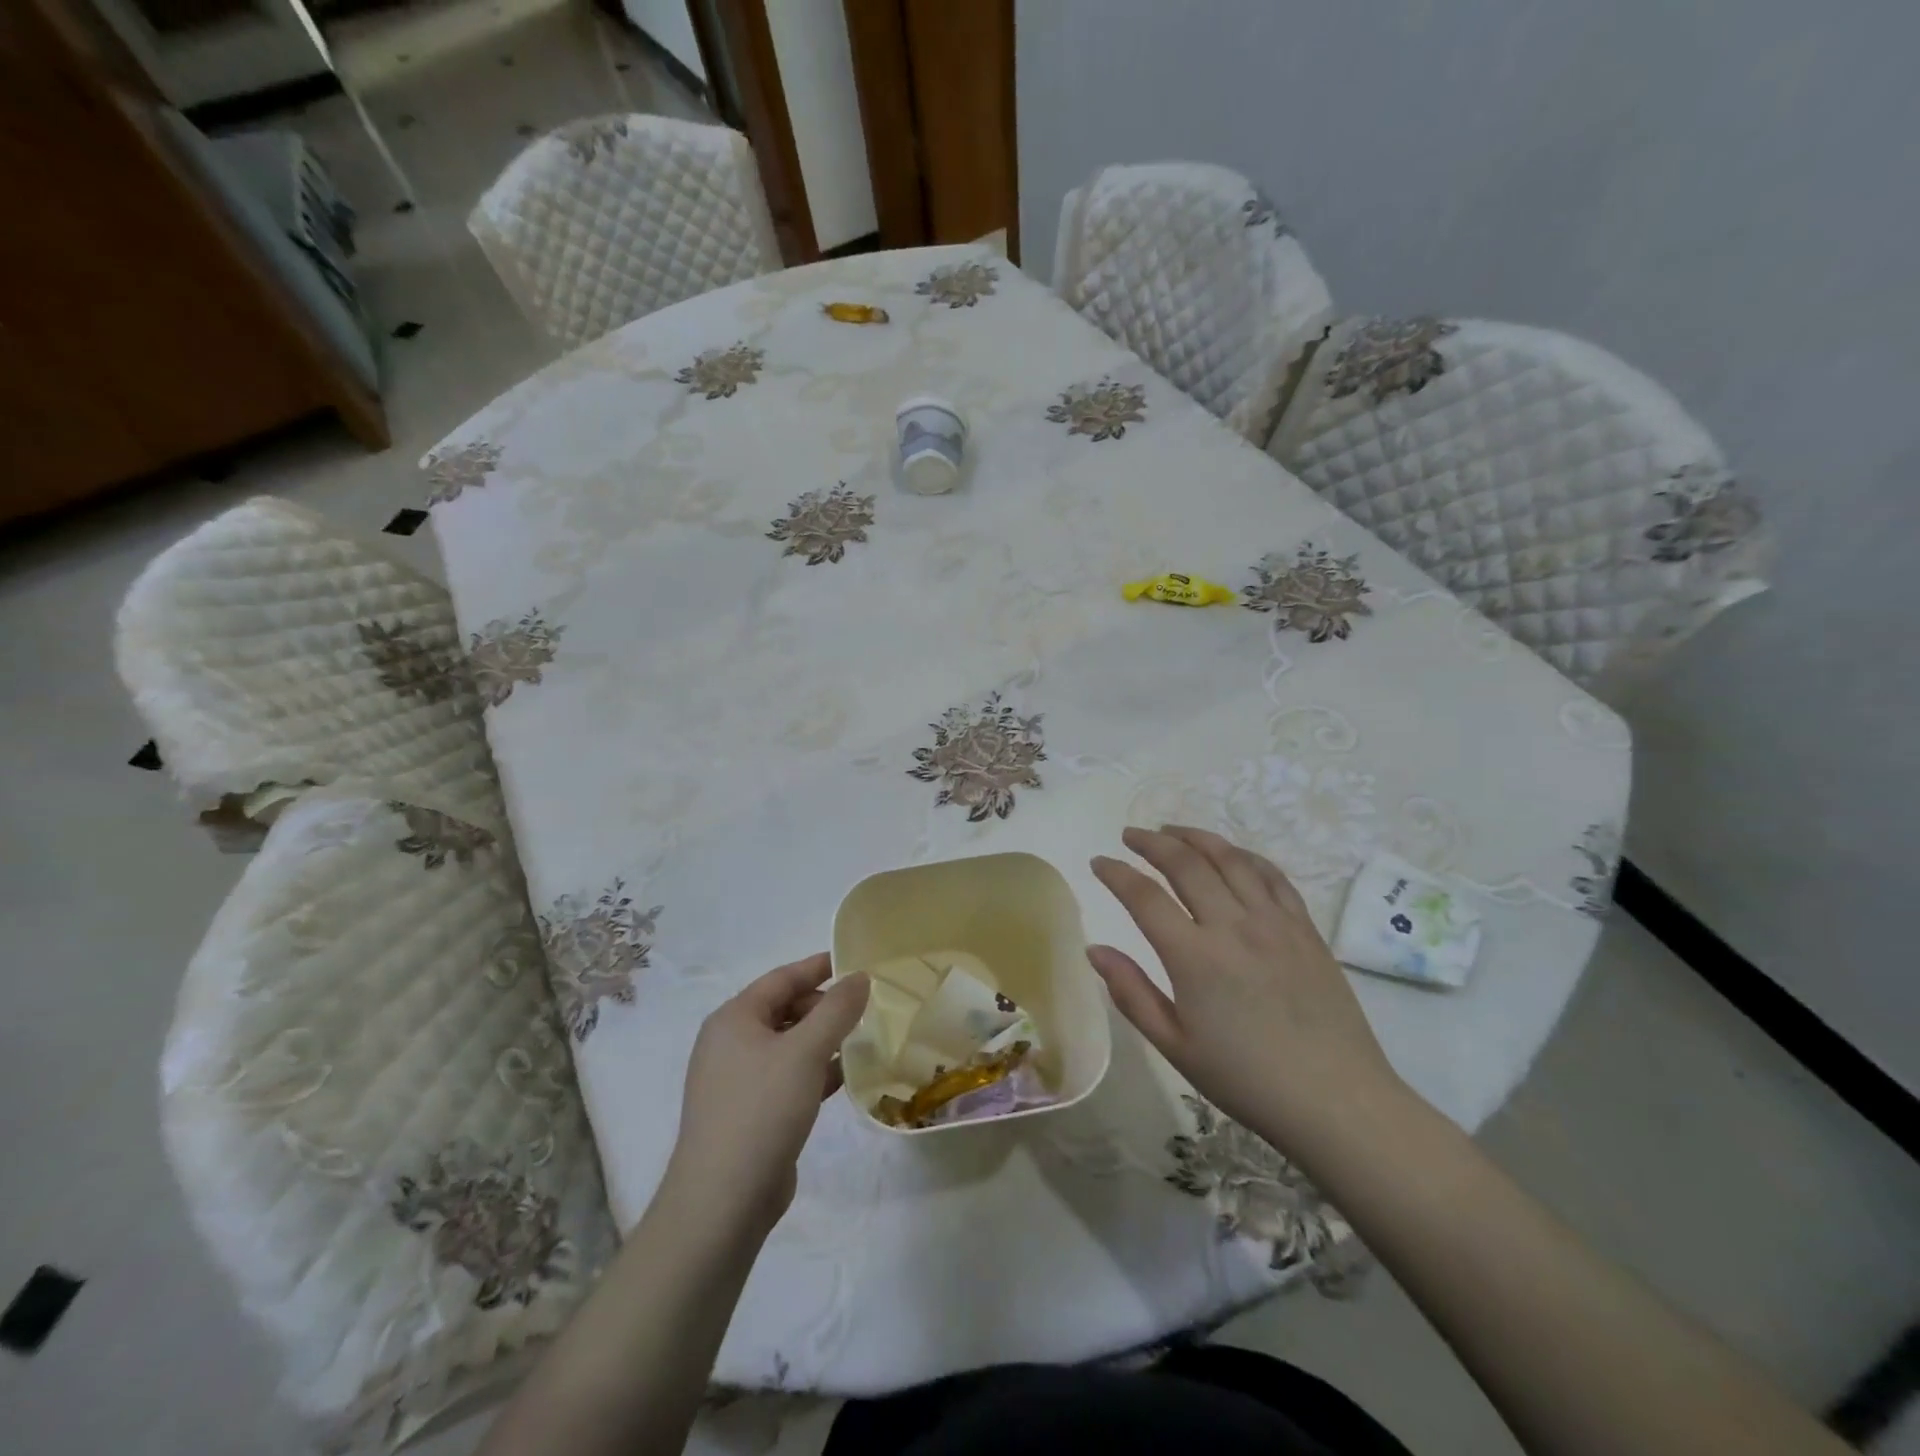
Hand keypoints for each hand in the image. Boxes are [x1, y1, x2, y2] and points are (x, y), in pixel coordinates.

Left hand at [665, 954, 869, 1235]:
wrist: (722, 1202)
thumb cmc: (762, 1109)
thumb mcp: (806, 1051)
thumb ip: (837, 1009)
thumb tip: (860, 977)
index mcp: (734, 1019)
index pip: (782, 978)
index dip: (819, 967)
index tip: (856, 962)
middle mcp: (731, 1043)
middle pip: (784, 1009)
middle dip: (824, 1006)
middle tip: (866, 1007)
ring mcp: (738, 1081)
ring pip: (789, 1045)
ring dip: (824, 1040)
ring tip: (864, 1037)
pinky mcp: (750, 1113)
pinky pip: (788, 1077)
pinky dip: (816, 1071)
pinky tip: (847, 1077)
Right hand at [1089, 826, 1403, 1158]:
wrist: (1336, 1101)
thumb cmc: (1246, 1080)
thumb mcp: (1176, 1046)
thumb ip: (1131, 993)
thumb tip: (1095, 949)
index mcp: (1194, 957)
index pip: (1144, 897)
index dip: (1116, 873)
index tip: (1099, 862)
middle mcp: (1233, 926)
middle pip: (1186, 864)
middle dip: (1152, 843)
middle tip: (1130, 835)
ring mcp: (1274, 922)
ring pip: (1230, 859)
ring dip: (1196, 838)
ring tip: (1172, 831)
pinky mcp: (1305, 928)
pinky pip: (1272, 876)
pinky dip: (1245, 856)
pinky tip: (1231, 855)